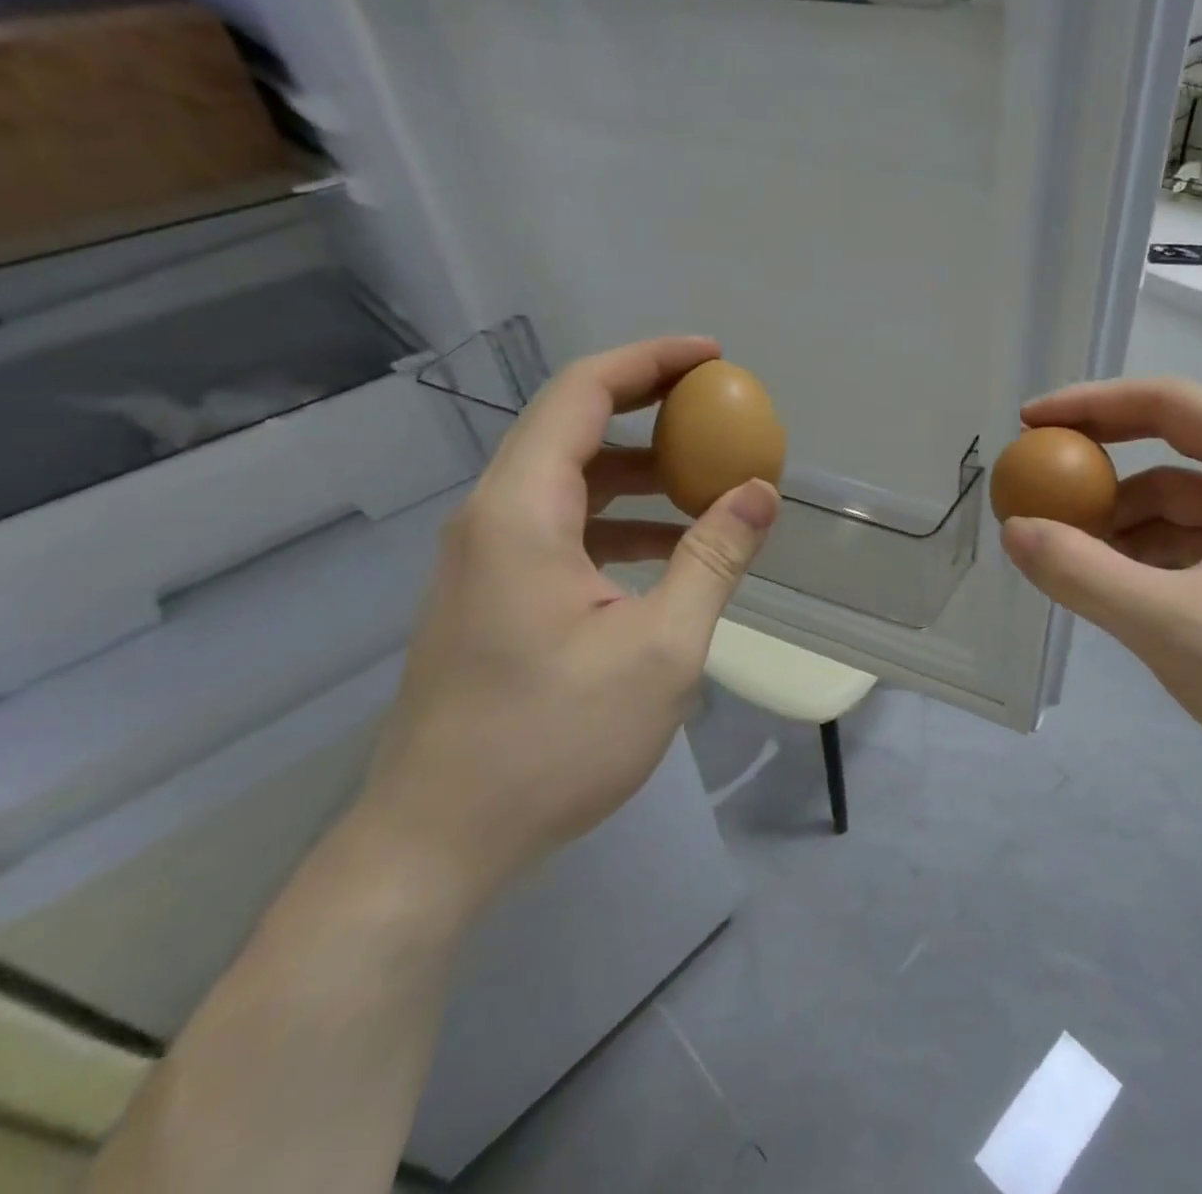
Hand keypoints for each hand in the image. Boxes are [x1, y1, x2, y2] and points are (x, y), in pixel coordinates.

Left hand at [354, 337, 778, 914]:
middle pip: (573, 426)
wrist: (439, 843)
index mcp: (521, 512)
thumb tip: (762, 491)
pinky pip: (564, 526)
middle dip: (652, 406)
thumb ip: (714, 558)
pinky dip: (620, 519)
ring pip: (570, 480)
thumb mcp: (661, 648)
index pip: (583, 393)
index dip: (651, 360)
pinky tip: (670, 550)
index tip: (715, 358)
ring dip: (640, 470)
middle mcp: (493, 518)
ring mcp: (486, 558)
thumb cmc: (553, 741)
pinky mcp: (493, 594)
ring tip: (709, 482)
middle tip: (722, 409)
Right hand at [1000, 377, 1201, 813]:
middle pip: (1170, 450)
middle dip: (1100, 473)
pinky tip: (1111, 587)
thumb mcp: (1176, 628)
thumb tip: (1013, 529)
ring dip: (1119, 525)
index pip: (1167, 403)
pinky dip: (1147, 557)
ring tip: (1064, 557)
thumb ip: (1084, 575)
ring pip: (1177, 504)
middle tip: (1034, 492)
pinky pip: (1193, 543)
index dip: (1090, 405)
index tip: (1028, 424)